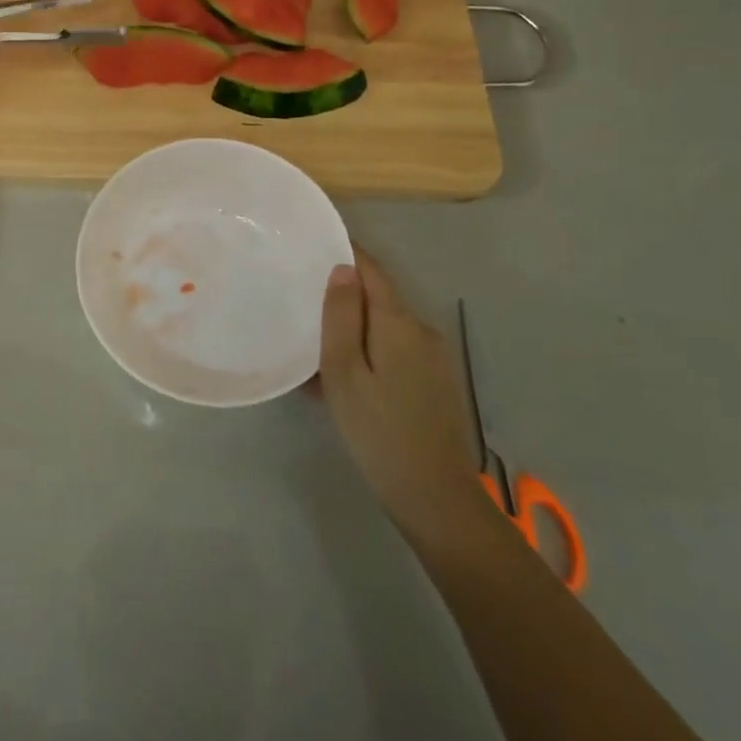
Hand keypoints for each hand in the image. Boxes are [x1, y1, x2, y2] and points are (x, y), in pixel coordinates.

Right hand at [319, 248, 489, 545]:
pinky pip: (396, 349)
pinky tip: (346, 375)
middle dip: (345, 292)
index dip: (345, 252)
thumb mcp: (345, 373)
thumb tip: (343, 269)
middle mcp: (421, 330)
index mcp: (398, 322)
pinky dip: (369, 349)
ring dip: (355, 325)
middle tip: (304, 295)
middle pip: (379, 296)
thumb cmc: (378, 431)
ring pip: (386, 325)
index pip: (371, 270)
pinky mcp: (435, 382)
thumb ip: (342, 317)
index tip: (314, 243)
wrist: (435, 497)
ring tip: (317, 338)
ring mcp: (433, 357)